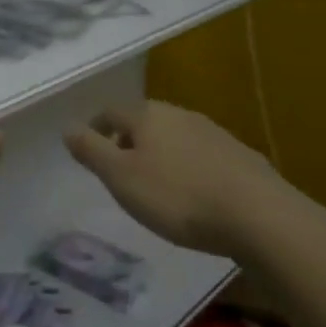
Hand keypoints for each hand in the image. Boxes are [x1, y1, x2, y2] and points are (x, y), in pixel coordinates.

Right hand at [63, 100, 297, 257]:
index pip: (111, 111)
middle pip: (145, 120)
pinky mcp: (239, 156)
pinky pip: (202, 155)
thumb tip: (67, 127)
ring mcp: (213, 132)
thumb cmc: (177, 196)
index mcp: (147, 115)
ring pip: (175, 136)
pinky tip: (194, 192)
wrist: (258, 215)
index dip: (97, 127)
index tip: (90, 149)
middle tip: (120, 169)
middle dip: (129, 140)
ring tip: (156, 183)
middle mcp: (180, 114)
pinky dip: (189, 167)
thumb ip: (92, 151)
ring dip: (161, 153)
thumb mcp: (121, 178)